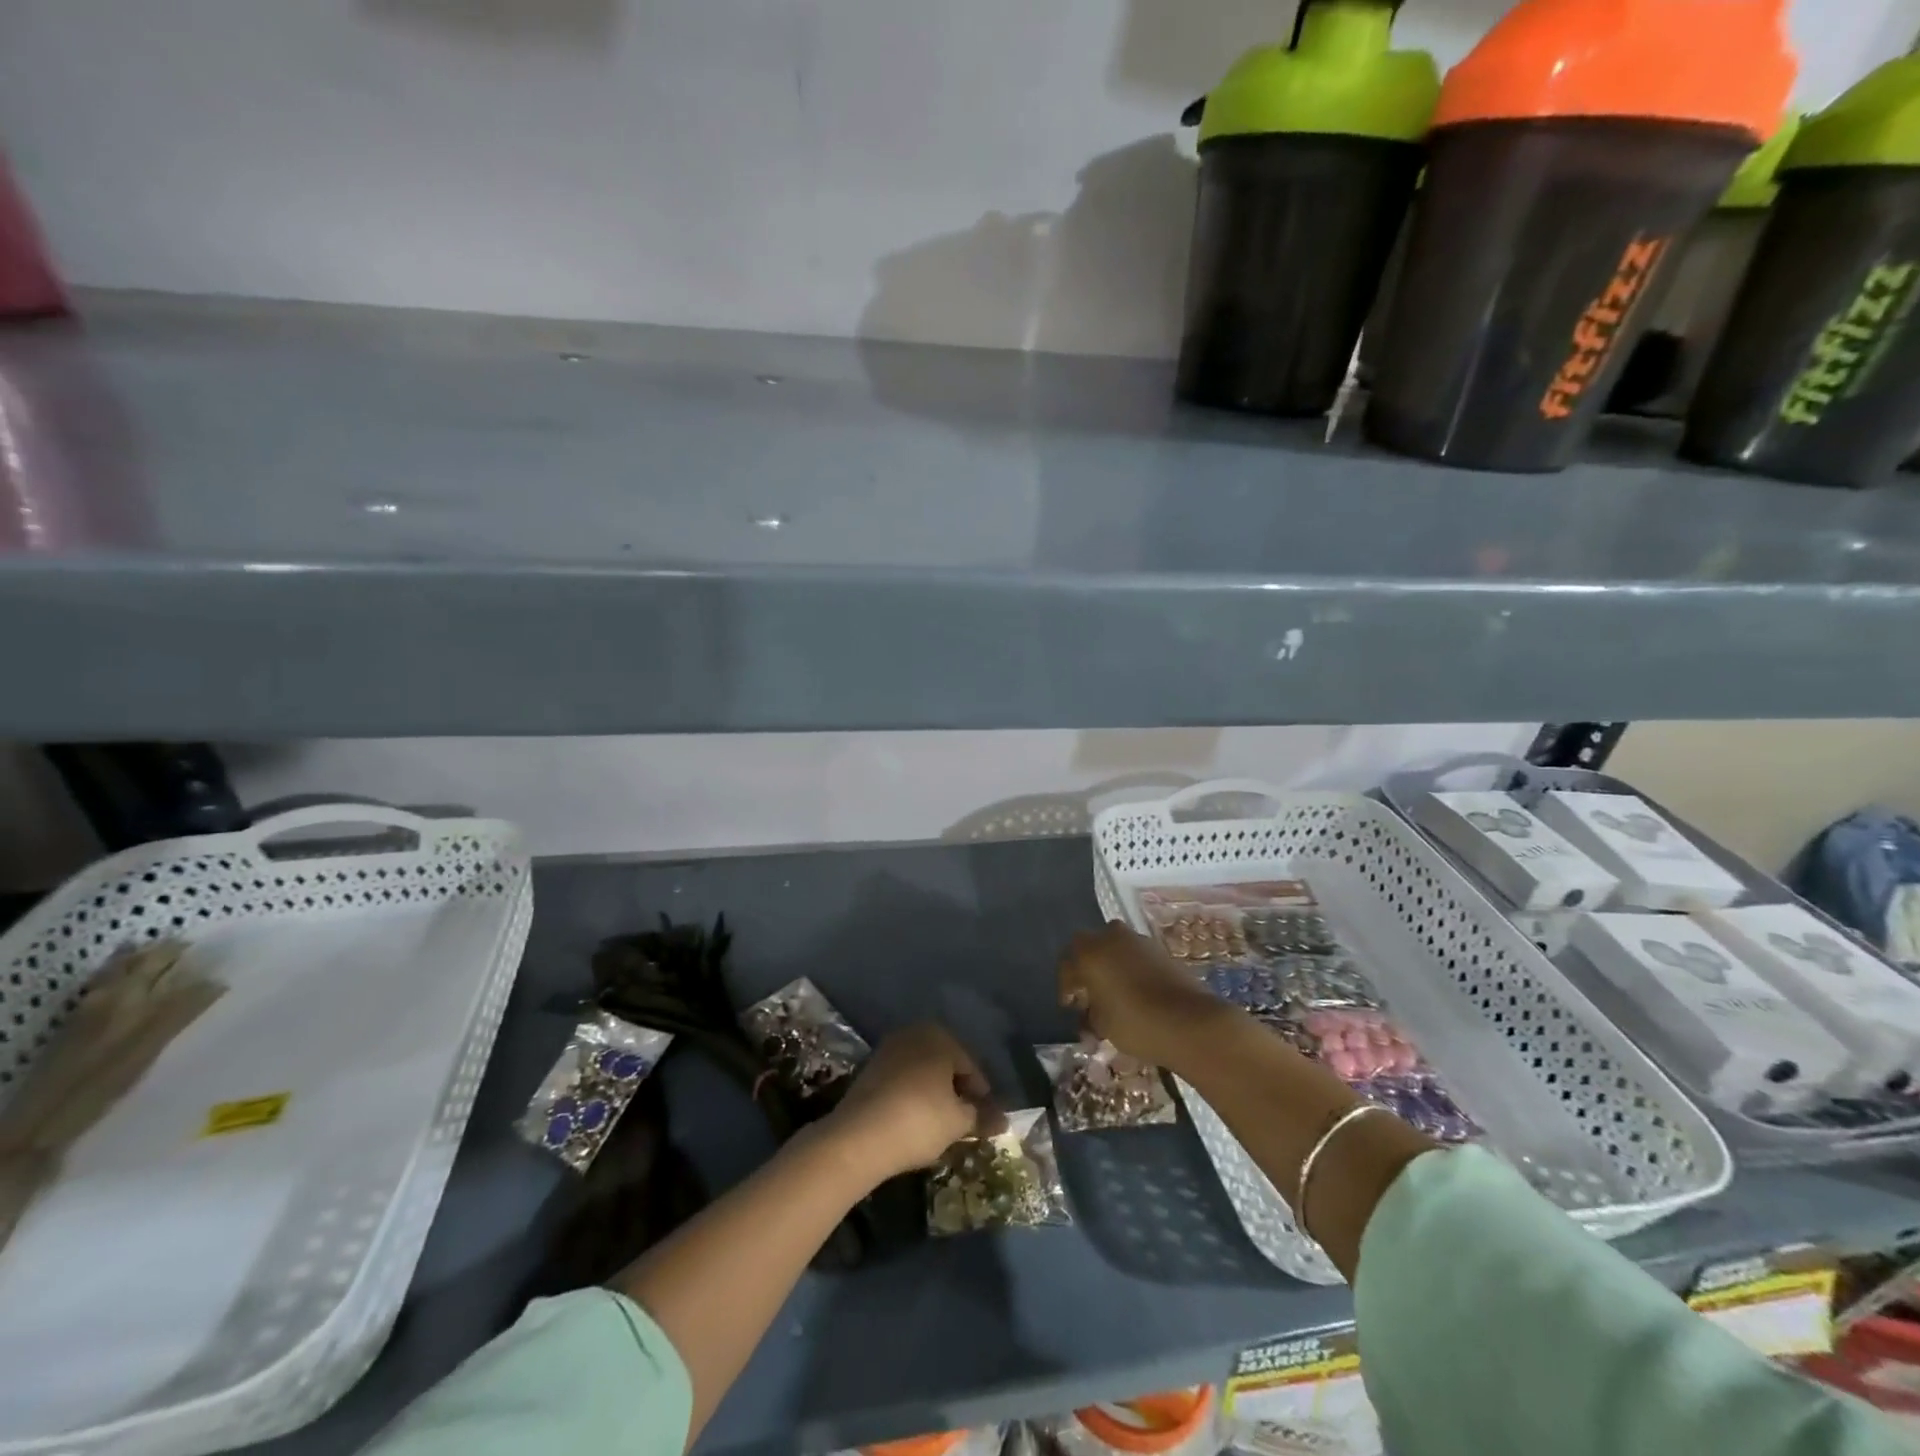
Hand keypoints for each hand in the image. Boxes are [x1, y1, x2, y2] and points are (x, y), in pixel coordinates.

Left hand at [826, 1023, 997, 1185]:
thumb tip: (1003, 1121)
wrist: (858, 1136)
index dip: (981, 1095)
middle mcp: (914, 1033)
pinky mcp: (870, 1069)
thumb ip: (982, 1116)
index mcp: (940, 1036)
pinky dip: (912, 1095)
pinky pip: (902, 1079)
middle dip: (957, 1090)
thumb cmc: (919, 1120)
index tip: (986, 1120)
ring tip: (941, 1123)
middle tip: (965, 1121)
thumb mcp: (958, 1122)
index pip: (970, 1066)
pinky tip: (914, 1120)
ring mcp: (889, 1049)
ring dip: (934, 1093)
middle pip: (945, 1064)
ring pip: (922, 1071)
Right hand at [1058, 921, 1224, 1068]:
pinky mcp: (1161, 950)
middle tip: (1090, 996)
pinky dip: (1131, 970)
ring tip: (1115, 996)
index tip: (1071, 1007)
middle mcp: (1110, 937)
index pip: (1067, 965)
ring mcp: (1139, 940)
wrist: (1191, 1022)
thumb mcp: (1101, 1025)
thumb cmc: (1135, 1022)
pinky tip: (1137, 993)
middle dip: (1088, 970)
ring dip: (1111, 967)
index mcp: (1089, 952)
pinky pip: (1136, 956)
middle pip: (1090, 949)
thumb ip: (1089, 1015)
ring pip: (1115, 949)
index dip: (1066, 987)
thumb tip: (1088, 1014)